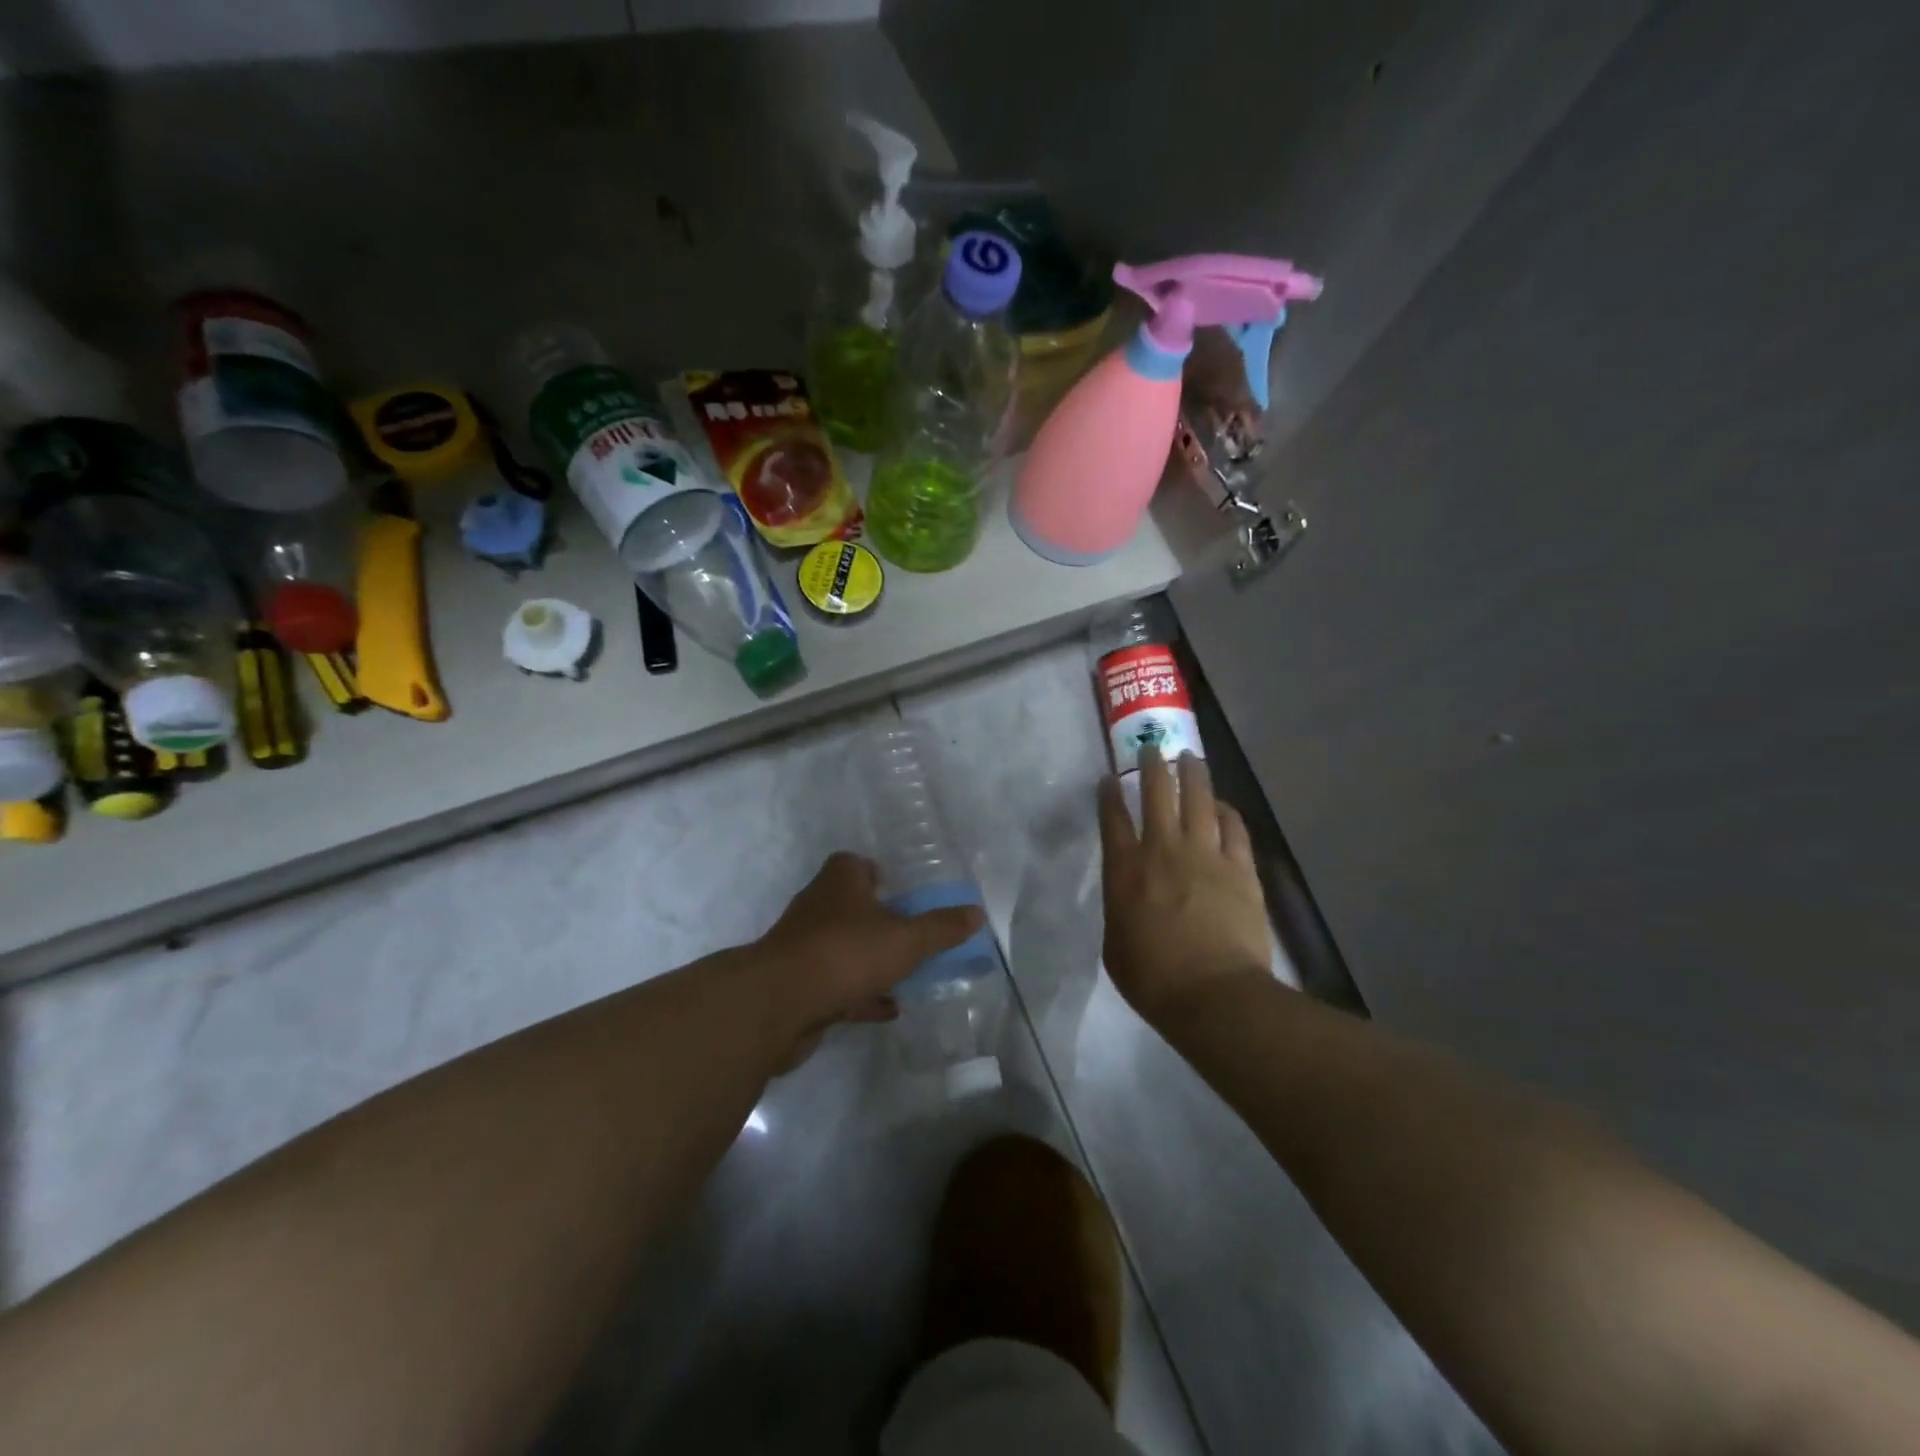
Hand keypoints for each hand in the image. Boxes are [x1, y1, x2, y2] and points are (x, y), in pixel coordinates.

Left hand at [753, 851, 983, 1068]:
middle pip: (849, 906)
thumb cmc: (847, 953)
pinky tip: (886, 1008)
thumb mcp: (906, 939)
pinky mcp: (798, 985)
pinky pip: (836, 985)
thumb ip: (941, 928)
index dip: (875, 873)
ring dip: (869, 960)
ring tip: (905, 974)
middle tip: (909, 934)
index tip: (899, 890)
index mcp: (840, 882)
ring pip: (842, 948)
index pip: (853, 864)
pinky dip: (860, 994)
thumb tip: (976, 913)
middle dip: (877, 919)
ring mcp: (804, 948)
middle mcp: (817, 908)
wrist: (780, 1003)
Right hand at [1098, 748, 1274, 1026]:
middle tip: (1152, 748)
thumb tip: (1129, 896)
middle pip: (1157, 794)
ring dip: (1193, 773)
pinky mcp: (1239, 868)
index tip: (1110, 779)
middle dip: (1153, 766)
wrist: (1214, 994)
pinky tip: (1222, 805)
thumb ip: (1119, 909)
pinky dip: (1226, 811)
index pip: (1113, 819)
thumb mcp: (1114, 945)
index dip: (1110, 794)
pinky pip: (1233, 827)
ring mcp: (1205, 855)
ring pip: (1198, 799)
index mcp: (1125, 870)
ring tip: (1190, 757)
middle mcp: (1163, 850)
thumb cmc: (1153, 978)